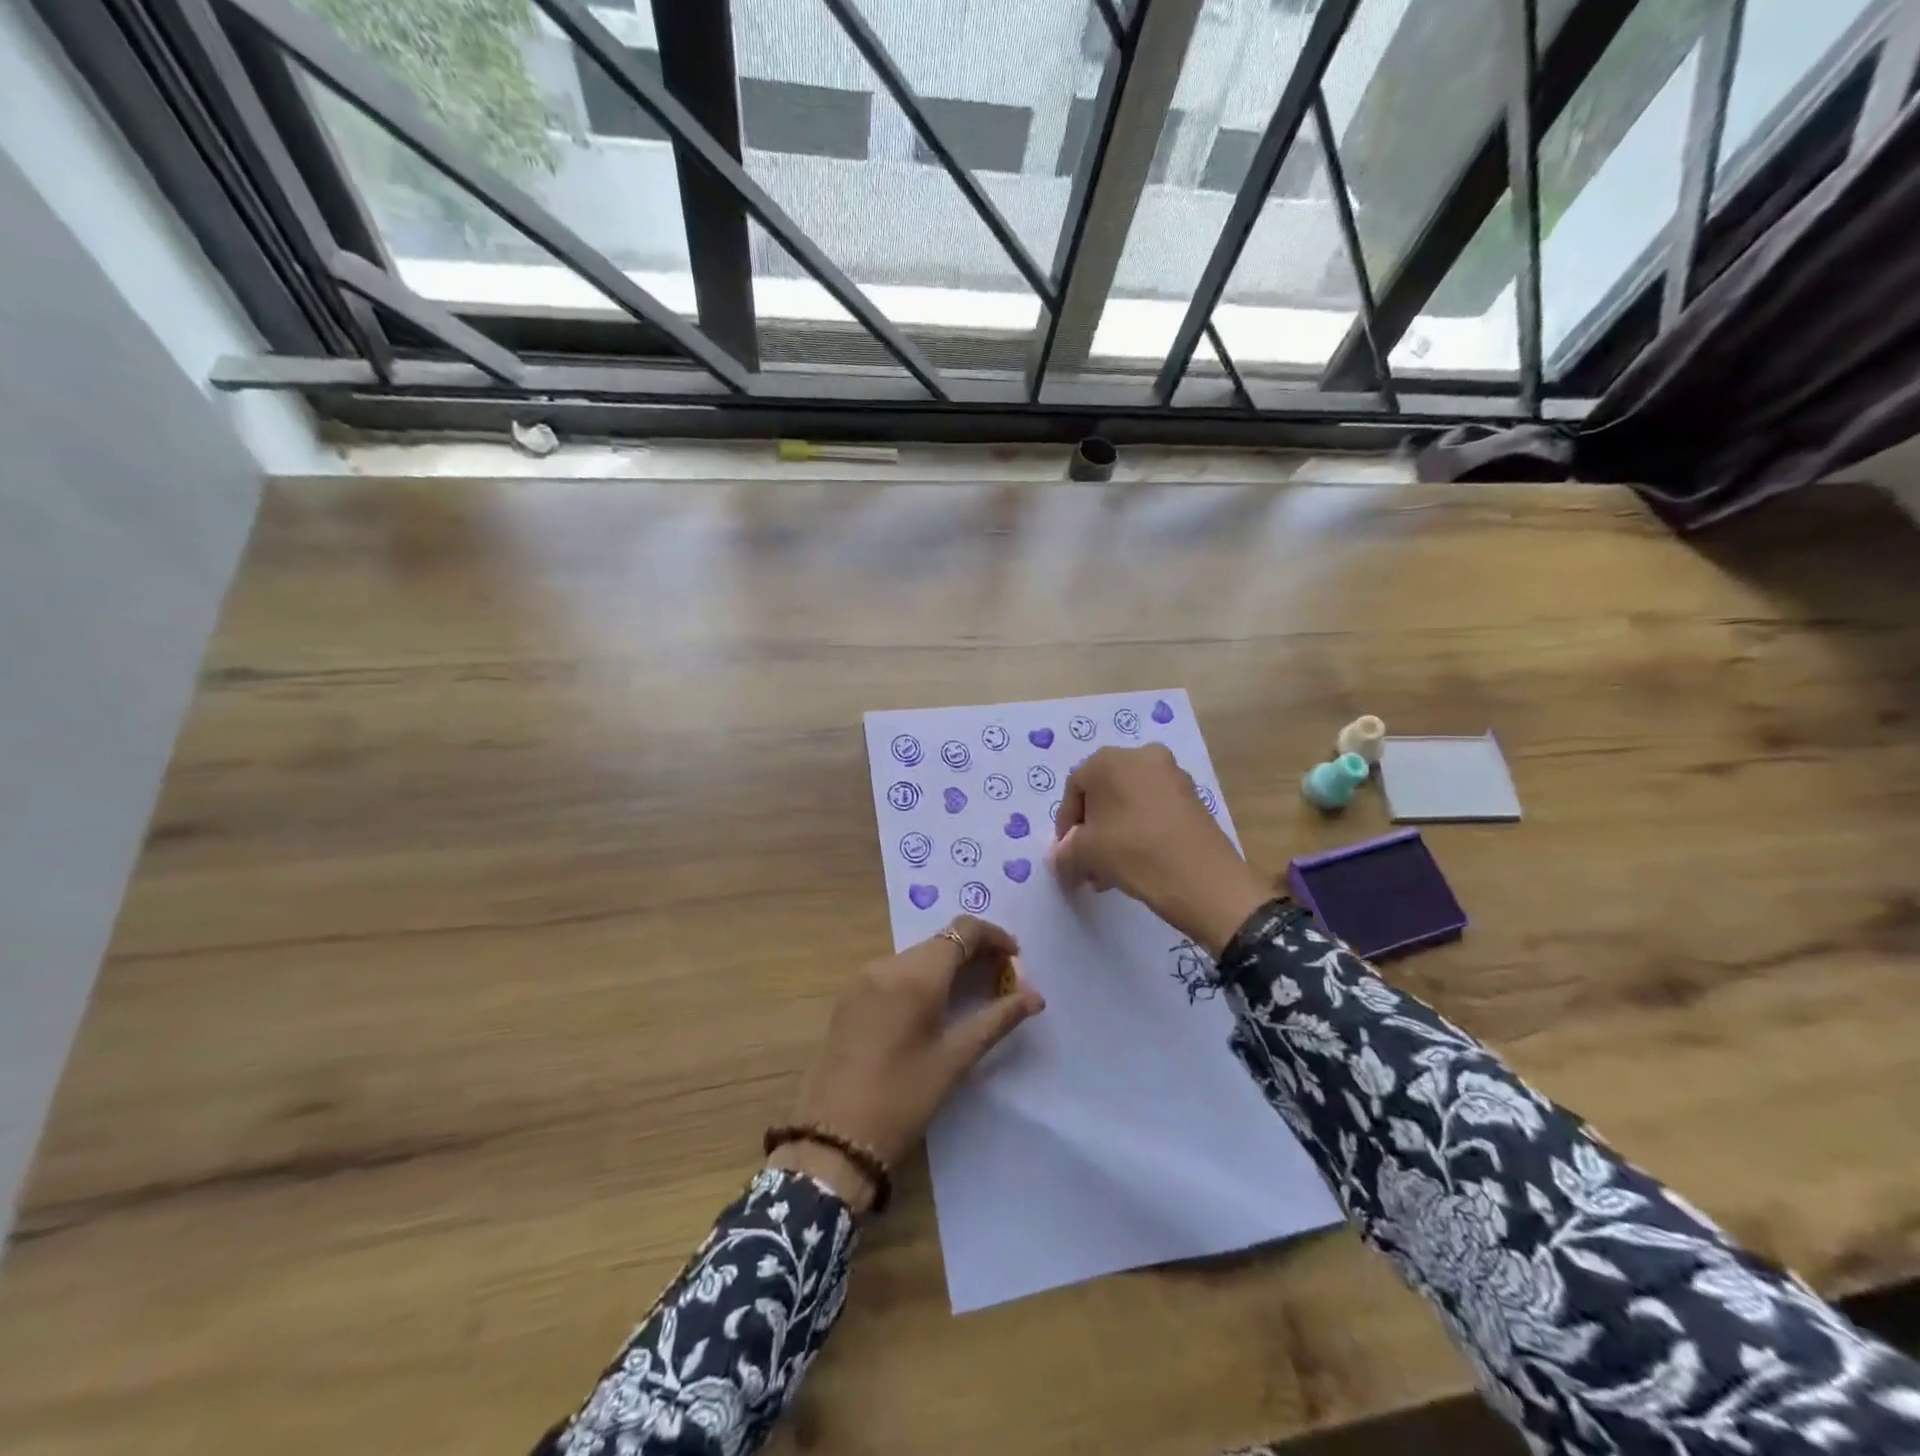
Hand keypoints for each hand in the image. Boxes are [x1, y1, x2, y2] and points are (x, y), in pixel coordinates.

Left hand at [769, 916, 1043, 1208]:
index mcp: (917, 974)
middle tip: (1001, 982)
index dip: (994, 936)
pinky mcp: (850, 996)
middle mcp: (888, 964)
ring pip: (918, 955)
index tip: (1016, 959)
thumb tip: (1035, 996)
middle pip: (941, 940)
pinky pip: (896, 971)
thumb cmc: (903, 1097)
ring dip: (949, 965)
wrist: (833, 1136)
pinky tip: (934, 1007)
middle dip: (975, 952)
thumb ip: (998, 1019)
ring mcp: (864, 978)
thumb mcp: (956, 1059)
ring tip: (973, 996)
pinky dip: (922, 977)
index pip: (963, 930)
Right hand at [1052, 743, 1268, 956]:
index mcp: (1109, 760)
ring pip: (1129, 803)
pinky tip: (1135, 863)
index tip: (1066, 853)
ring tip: (1109, 871)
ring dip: (1114, 833)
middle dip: (1091, 829)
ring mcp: (1172, 775)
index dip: (1066, 823)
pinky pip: (1154, 810)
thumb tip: (1062, 856)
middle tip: (1087, 862)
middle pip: (1103, 794)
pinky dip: (1139, 831)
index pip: (1074, 788)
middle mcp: (1142, 756)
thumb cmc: (1133, 853)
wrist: (1203, 879)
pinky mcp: (1193, 797)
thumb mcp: (1085, 854)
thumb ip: (1065, 852)